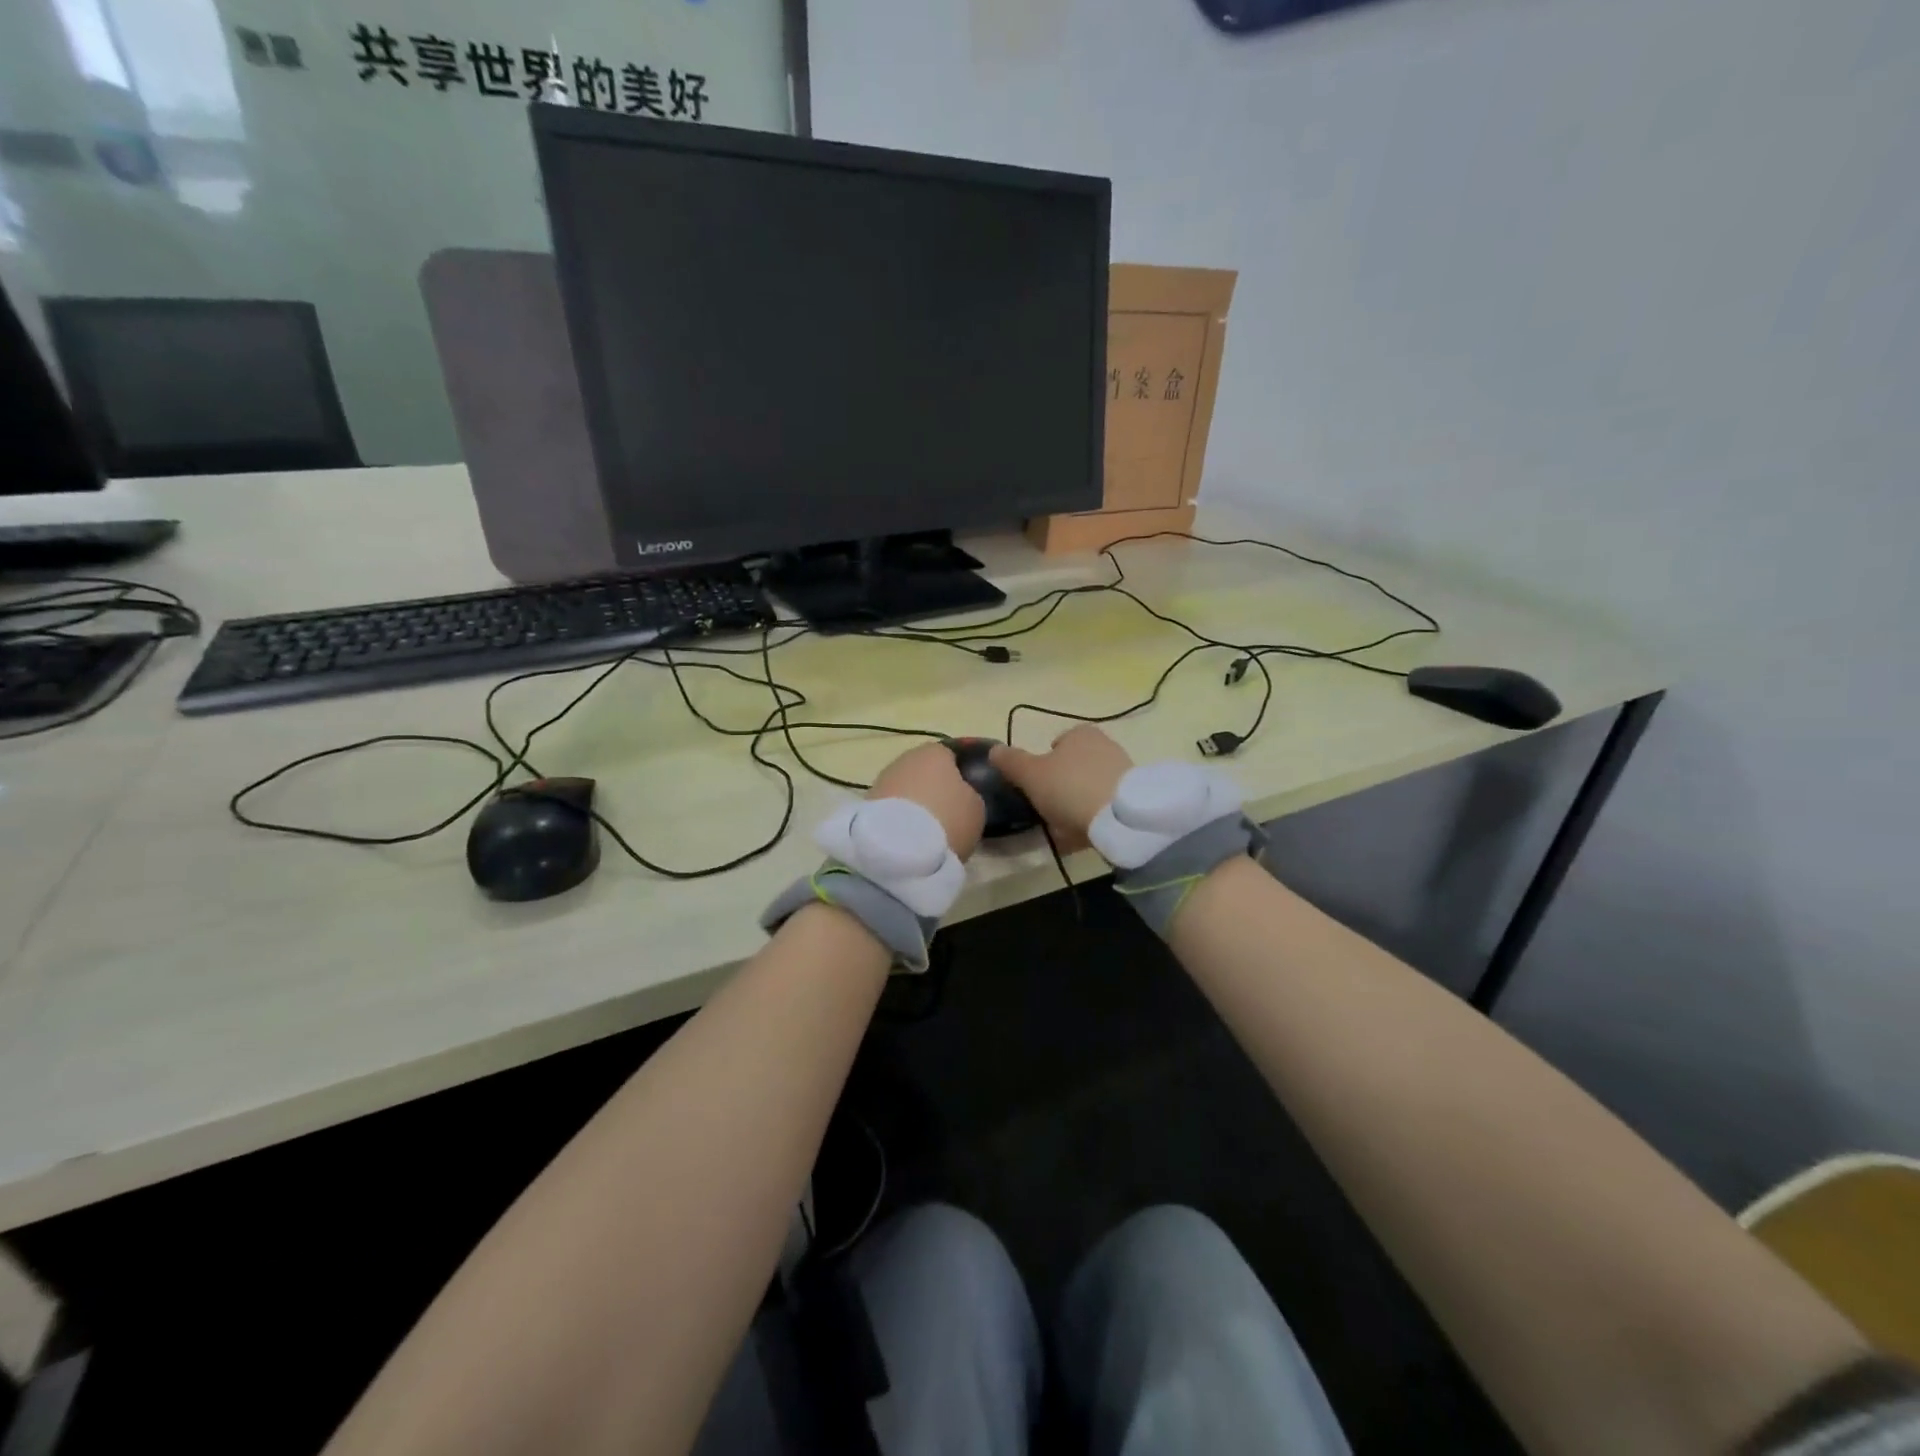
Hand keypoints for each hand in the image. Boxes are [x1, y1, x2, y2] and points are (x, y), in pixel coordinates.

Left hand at [867, 742, 986, 860]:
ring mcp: (882, 779)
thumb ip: (971, 794)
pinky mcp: (866, 803)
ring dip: (915, 802)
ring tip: (928, 829)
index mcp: (935, 750)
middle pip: (925, 770)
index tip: (968, 794)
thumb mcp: (976, 807)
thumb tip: (963, 794)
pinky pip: (892, 806)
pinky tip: (908, 836)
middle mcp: (905, 758)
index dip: (961, 774)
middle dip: (934, 788)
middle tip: (948, 813)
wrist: (898, 848)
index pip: (952, 754)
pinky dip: (900, 816)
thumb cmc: (947, 818)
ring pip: (906, 788)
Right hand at [990, 726, 1132, 852]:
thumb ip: (1011, 762)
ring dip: (1077, 805)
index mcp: (1080, 733)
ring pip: (1089, 788)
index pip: (1057, 743)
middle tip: (1047, 809)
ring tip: (1063, 829)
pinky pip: (1104, 807)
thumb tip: (994, 750)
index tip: (1036, 786)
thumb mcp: (1031, 774)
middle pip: (1075, 767)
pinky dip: (1093, 819)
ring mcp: (1122, 772)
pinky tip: (1082, 836)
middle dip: (1061, 786)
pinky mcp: (1133, 798)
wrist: (1120, 817)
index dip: (1044, 764)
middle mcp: (1105, 746)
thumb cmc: (1070, 787)